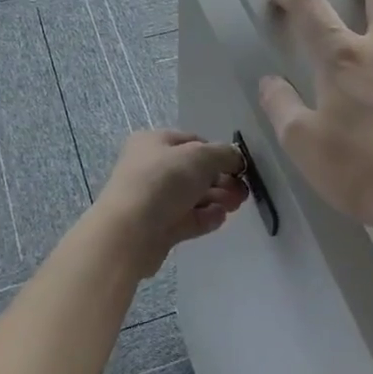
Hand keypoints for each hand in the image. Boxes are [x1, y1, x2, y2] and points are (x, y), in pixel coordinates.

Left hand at [92, 130, 249, 274]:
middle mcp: (151, 168)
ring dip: (217, 199)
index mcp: (153, 142)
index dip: (217, 151)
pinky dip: (205, 217)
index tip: (238, 165)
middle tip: (243, 190)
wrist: (130, 231)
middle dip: (221, 179)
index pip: (192, 142)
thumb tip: (236, 158)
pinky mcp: (159, 228)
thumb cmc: (163, 181)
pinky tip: (220, 218)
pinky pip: (188, 219)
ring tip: (236, 205)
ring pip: (192, 196)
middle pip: (194, 171)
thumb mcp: (200, 157)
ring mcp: (154, 199)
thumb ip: (224, 154)